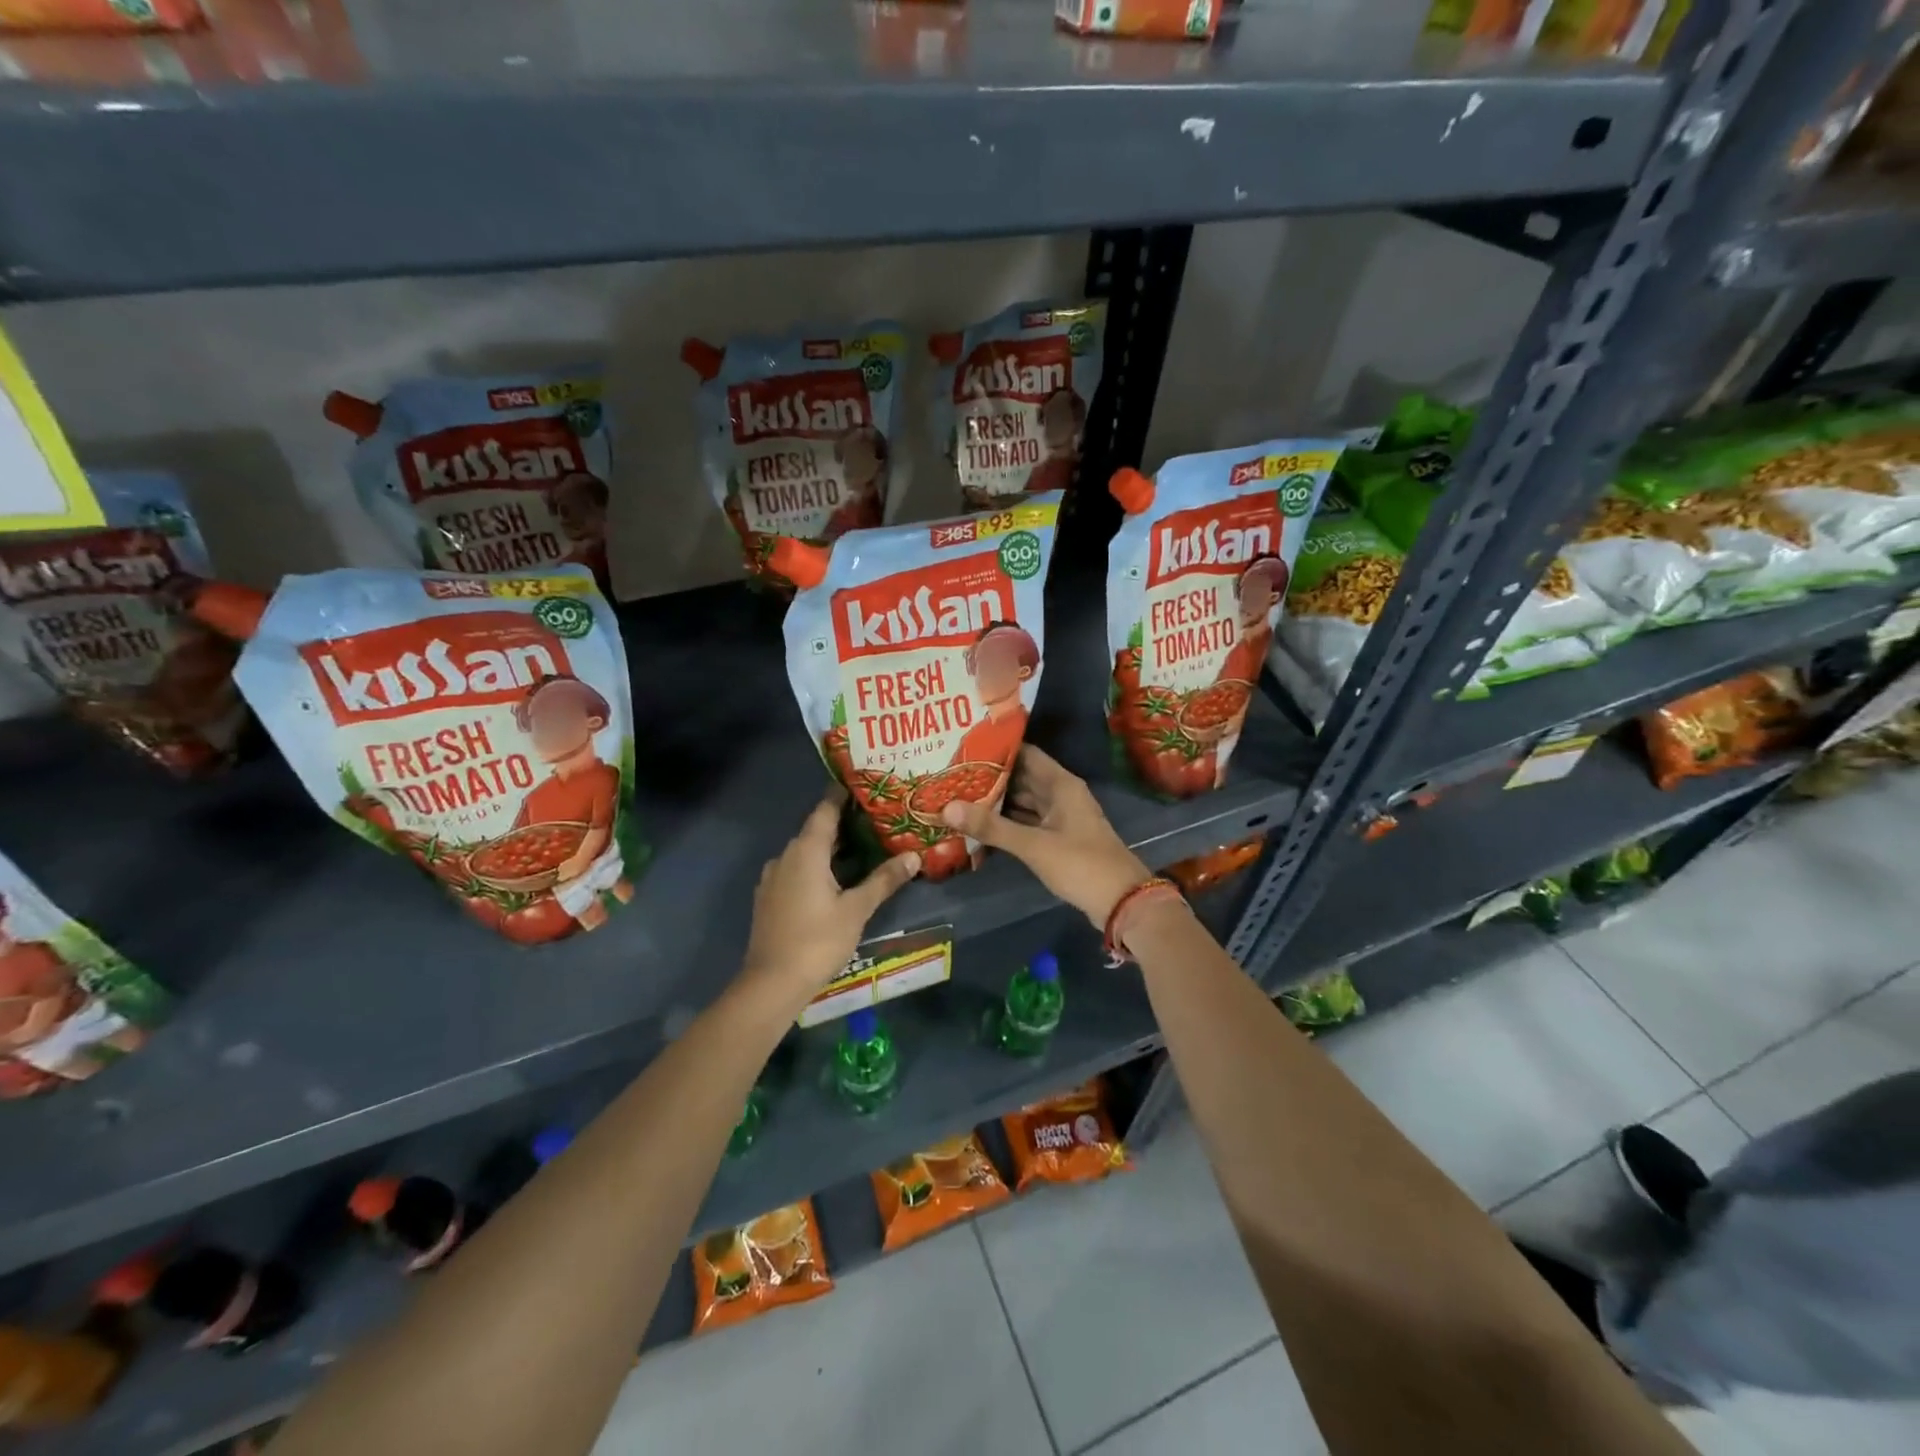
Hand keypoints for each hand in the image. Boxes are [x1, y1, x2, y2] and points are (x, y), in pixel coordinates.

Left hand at [737, 786, 921, 1012]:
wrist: (772, 983)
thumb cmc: (817, 940)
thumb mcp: (857, 909)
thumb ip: (884, 880)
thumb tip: (913, 856)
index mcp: (806, 851)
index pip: (825, 810)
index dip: (842, 796)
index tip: (862, 785)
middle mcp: (785, 856)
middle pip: (815, 830)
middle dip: (843, 824)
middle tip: (874, 820)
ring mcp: (773, 878)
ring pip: (805, 853)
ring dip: (830, 848)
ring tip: (862, 849)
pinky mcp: (770, 898)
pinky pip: (796, 870)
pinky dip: (816, 867)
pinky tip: (836, 880)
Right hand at [941, 746, 1150, 926]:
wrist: (1121, 901)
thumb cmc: (1080, 864)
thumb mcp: (1033, 845)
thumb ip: (991, 827)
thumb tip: (947, 807)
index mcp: (1061, 784)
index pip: (1025, 753)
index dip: (997, 749)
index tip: (964, 747)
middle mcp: (1060, 795)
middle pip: (1022, 777)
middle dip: (991, 777)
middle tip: (953, 774)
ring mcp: (1060, 818)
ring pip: (1023, 802)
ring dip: (997, 801)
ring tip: (959, 795)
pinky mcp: (1058, 840)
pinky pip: (1027, 823)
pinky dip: (1007, 823)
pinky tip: (980, 825)